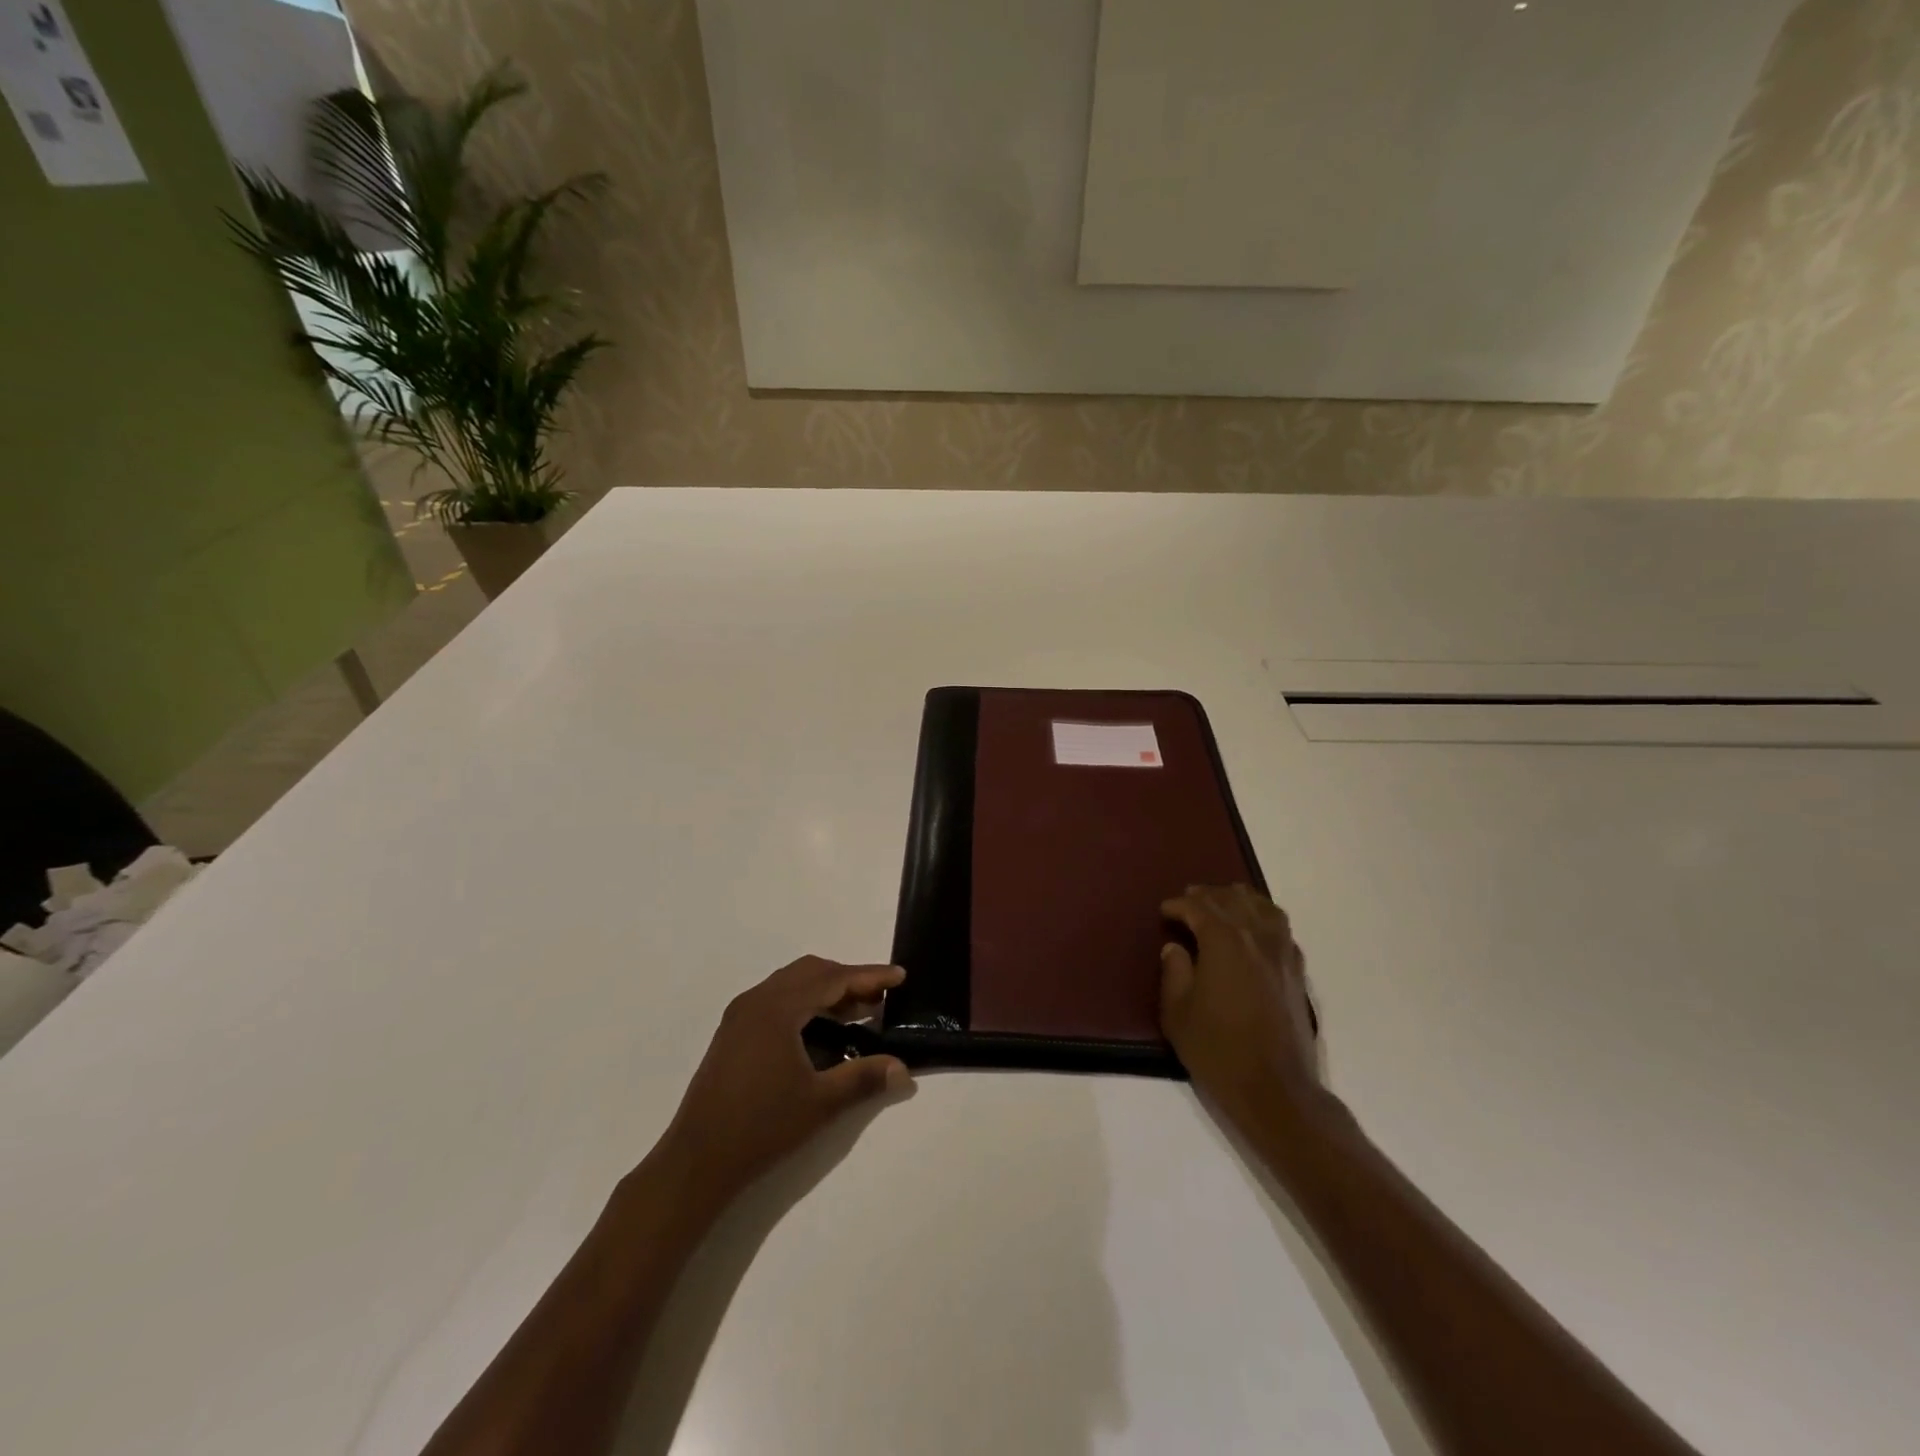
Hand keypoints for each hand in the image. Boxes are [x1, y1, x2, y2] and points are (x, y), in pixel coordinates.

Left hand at [658, 957, 912, 1209]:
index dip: (869, 976)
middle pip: (811, 972)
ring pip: (792, 984)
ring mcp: (740, 1015)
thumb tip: (903, 1069)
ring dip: (826, 991)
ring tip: (856, 1013)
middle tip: (879, 1000)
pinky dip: (805, 1003)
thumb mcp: (820, 1103)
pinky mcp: (733, 1033)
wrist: (696, 1162)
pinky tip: (820, 1031)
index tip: (900, 977)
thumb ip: (864, 1078)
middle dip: (848, 980)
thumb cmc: (761, 1128)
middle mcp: (757, 1000)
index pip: (832, 979)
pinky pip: (777, 1000)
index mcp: (778, 1008)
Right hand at [1160, 885, 1320, 1126]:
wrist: (1275, 1088)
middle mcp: (1256, 937)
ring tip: (1224, 901)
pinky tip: (1257, 930)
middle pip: (1232, 900)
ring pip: (1263, 908)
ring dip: (1240, 900)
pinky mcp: (1297, 973)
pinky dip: (1265, 919)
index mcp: (1224, 941)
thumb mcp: (1177, 1012)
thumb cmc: (1218, 1049)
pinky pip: (1282, 930)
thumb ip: (1174, 972)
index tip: (1164, 911)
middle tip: (1188, 900)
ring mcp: (1282, 954)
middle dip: (1207, 896)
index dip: (1178, 906)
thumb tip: (1175, 948)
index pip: (1199, 908)